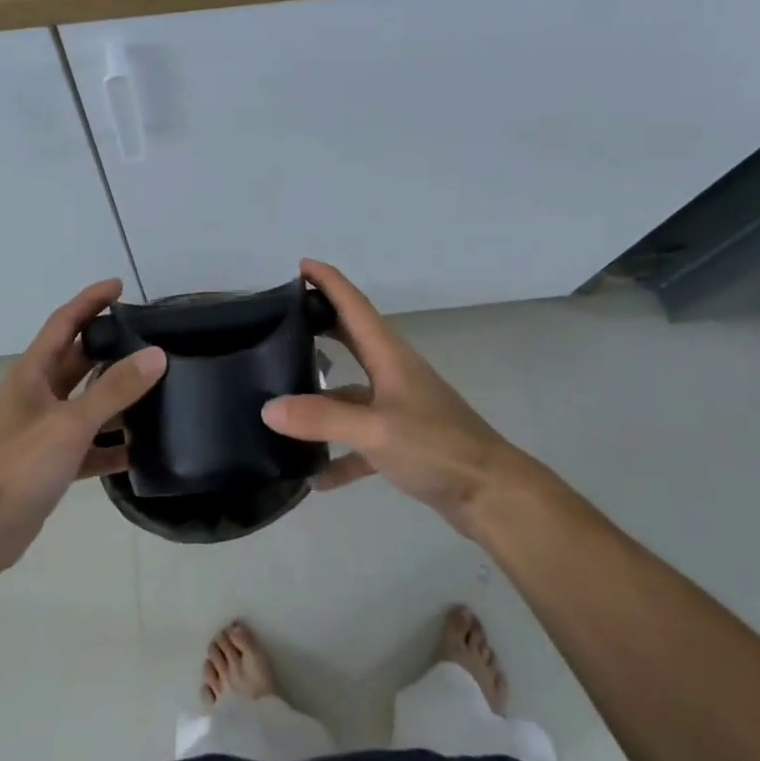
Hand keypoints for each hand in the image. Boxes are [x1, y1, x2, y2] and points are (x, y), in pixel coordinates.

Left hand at [0, 279, 165, 570]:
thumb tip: (156, 354)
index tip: (119, 286)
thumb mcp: (69, 423)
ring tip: (154, 390)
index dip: (90, 301)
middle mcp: (35, 395)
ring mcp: (40, 431)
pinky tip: (138, 452)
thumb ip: (114, 390)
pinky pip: (85, 446)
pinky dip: (108, 446)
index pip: (63, 323)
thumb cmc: (17, 466)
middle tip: (148, 338)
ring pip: (84, 404)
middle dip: (107, 347)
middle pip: (76, 361)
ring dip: (113, 398)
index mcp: (32, 374)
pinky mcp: (47, 464)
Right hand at [262, 260, 545, 536]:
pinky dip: (339, 456)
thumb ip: (321, 419)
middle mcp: (393, 375)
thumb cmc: (437, 448)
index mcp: (389, 357)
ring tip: (280, 403)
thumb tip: (268, 408)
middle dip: (319, 325)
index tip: (300, 265)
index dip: (329, 282)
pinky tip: (317, 478)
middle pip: (351, 340)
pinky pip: (360, 443)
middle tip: (280, 321)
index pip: (354, 306)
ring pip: (350, 394)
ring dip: (320, 400)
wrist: (491, 495)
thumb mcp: (375, 430)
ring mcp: (398, 409)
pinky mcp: (402, 443)